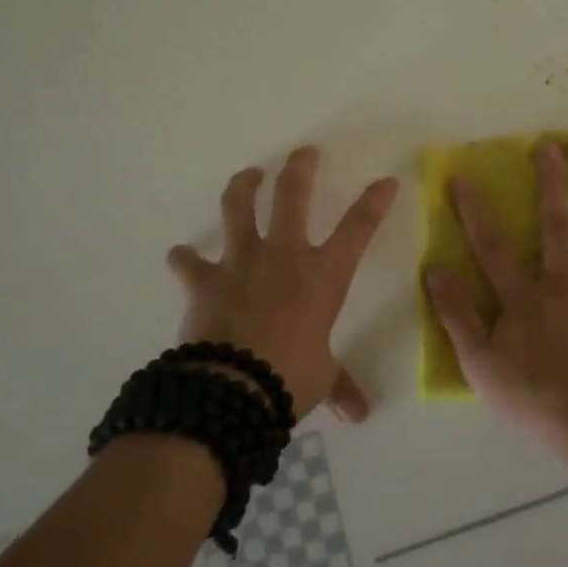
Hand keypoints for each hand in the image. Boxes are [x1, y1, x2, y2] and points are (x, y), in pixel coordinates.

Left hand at [167, 147, 398, 421]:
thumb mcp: (323, 378)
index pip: (359, 228)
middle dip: (300, 169)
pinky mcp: (204, 281)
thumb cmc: (289, 377)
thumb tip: (359, 414)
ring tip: (248, 175)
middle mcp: (284, 256)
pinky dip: (184, 258)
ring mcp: (241, 263)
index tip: (386, 181)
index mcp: (323, 275)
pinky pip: (189, 262)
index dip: (375, 201)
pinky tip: (181, 255)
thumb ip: (340, 385)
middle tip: (304, 153)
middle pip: (293, 197)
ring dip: (243, 187)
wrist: (231, 389)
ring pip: (239, 209)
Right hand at [425, 141, 567, 455]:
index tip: (464, 176)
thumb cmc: (532, 394)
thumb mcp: (479, 362)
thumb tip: (435, 269)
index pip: (491, 246)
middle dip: (552, 184)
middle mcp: (562, 285)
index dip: (474, 211)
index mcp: (522, 297)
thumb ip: (457, 314)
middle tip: (552, 146)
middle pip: (556, 226)